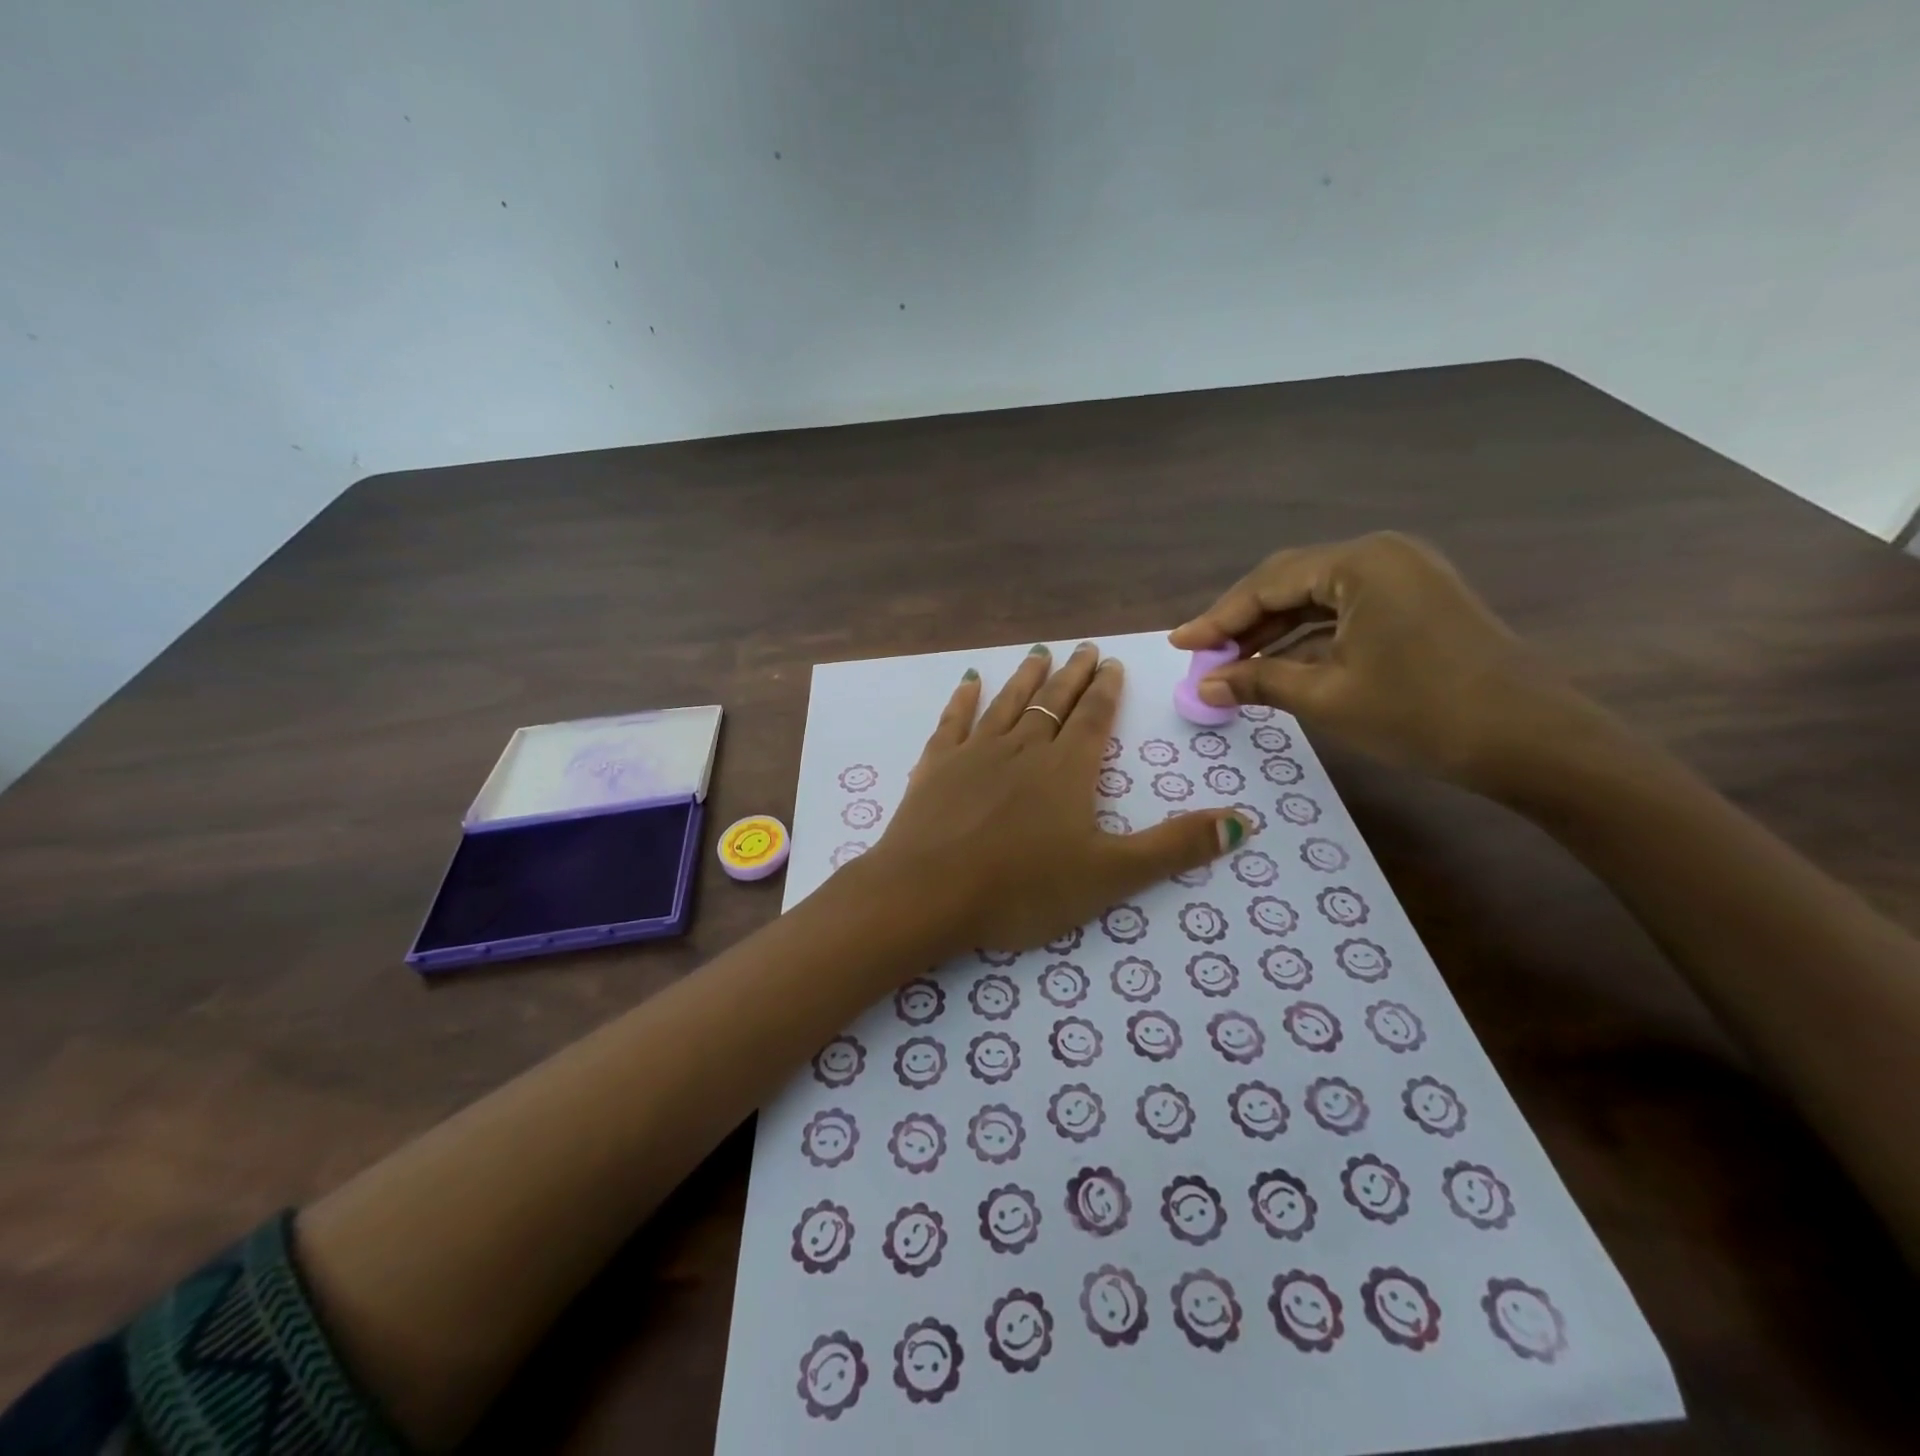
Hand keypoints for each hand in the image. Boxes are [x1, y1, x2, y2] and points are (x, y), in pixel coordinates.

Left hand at [863, 642, 1249, 958]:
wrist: (928, 894)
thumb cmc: (1022, 889)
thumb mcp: (1110, 876)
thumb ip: (1174, 847)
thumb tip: (1243, 823)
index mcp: (1066, 770)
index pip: (1093, 719)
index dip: (1106, 692)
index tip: (1112, 665)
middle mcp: (1023, 749)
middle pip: (1053, 702)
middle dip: (1073, 675)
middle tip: (1085, 648)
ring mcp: (975, 753)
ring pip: (1008, 703)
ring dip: (1026, 677)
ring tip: (1040, 652)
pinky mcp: (935, 767)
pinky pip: (953, 722)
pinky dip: (963, 699)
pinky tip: (969, 681)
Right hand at [1169, 532, 1604, 795]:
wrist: (1532, 742)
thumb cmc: (1421, 713)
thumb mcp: (1326, 697)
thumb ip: (1257, 681)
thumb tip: (1202, 687)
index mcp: (1360, 563)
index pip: (1267, 583)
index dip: (1217, 618)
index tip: (1179, 645)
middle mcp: (1382, 555)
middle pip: (1290, 582)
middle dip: (1242, 622)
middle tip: (1202, 657)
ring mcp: (1405, 576)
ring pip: (1317, 598)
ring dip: (1273, 630)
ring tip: (1231, 666)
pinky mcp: (1418, 601)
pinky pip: (1345, 611)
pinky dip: (1308, 636)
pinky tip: (1279, 663)